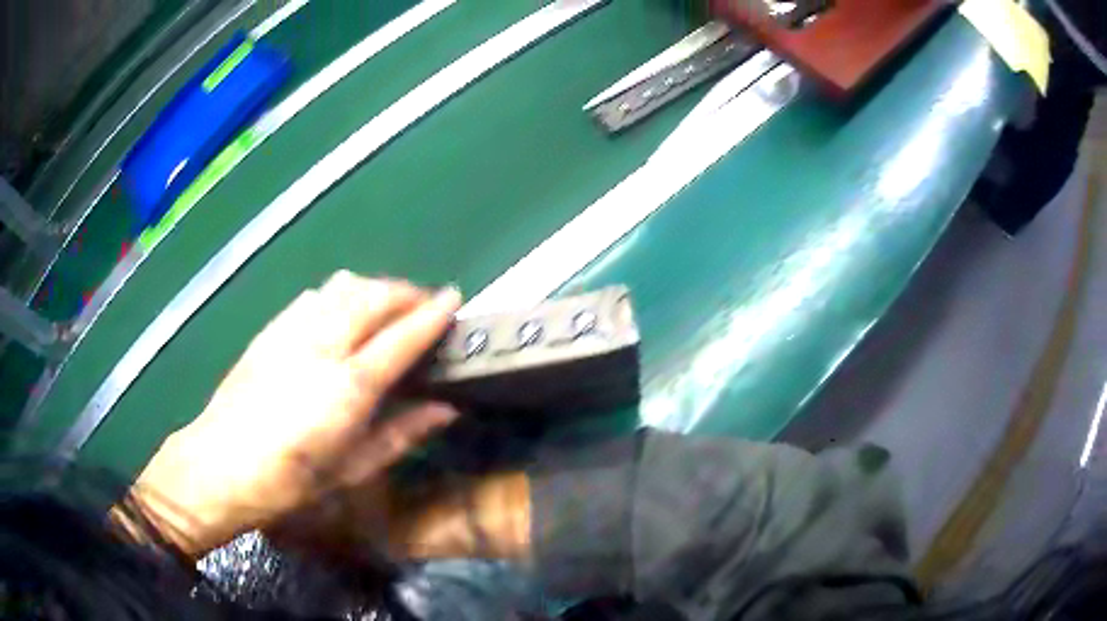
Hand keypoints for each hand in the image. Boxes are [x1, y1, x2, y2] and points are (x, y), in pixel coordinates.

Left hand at [132, 272, 461, 557]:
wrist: (220, 464)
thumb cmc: (290, 481)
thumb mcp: (353, 469)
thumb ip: (402, 433)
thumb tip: (446, 408)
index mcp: (348, 388)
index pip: (402, 337)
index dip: (433, 314)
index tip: (454, 299)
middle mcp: (322, 347)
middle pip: (374, 297)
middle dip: (406, 292)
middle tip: (424, 304)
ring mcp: (292, 332)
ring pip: (344, 287)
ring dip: (374, 288)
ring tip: (388, 305)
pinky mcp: (271, 330)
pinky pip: (314, 296)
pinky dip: (339, 294)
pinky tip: (341, 311)